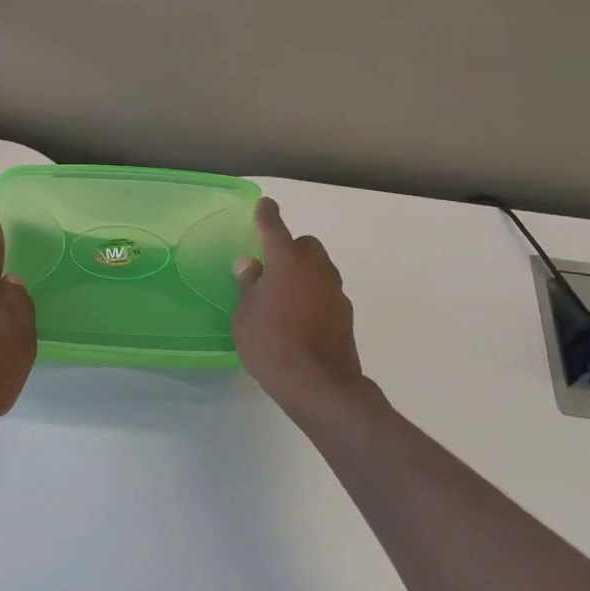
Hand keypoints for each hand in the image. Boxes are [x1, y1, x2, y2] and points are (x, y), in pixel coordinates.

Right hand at [232, 198, 384, 430]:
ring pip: (318, 269)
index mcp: (285, 260)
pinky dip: (313, 296)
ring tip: (283, 298)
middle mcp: (315, 268)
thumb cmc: (272, 344)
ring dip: (303, 274)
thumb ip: (248, 285)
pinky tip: (299, 319)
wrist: (321, 385)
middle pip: (305, 245)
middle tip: (269, 269)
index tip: (265, 205)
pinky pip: (325, 293)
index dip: (267, 214)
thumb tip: (250, 265)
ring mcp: (334, 290)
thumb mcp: (244, 315)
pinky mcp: (345, 314)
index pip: (274, 226)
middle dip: (290, 250)